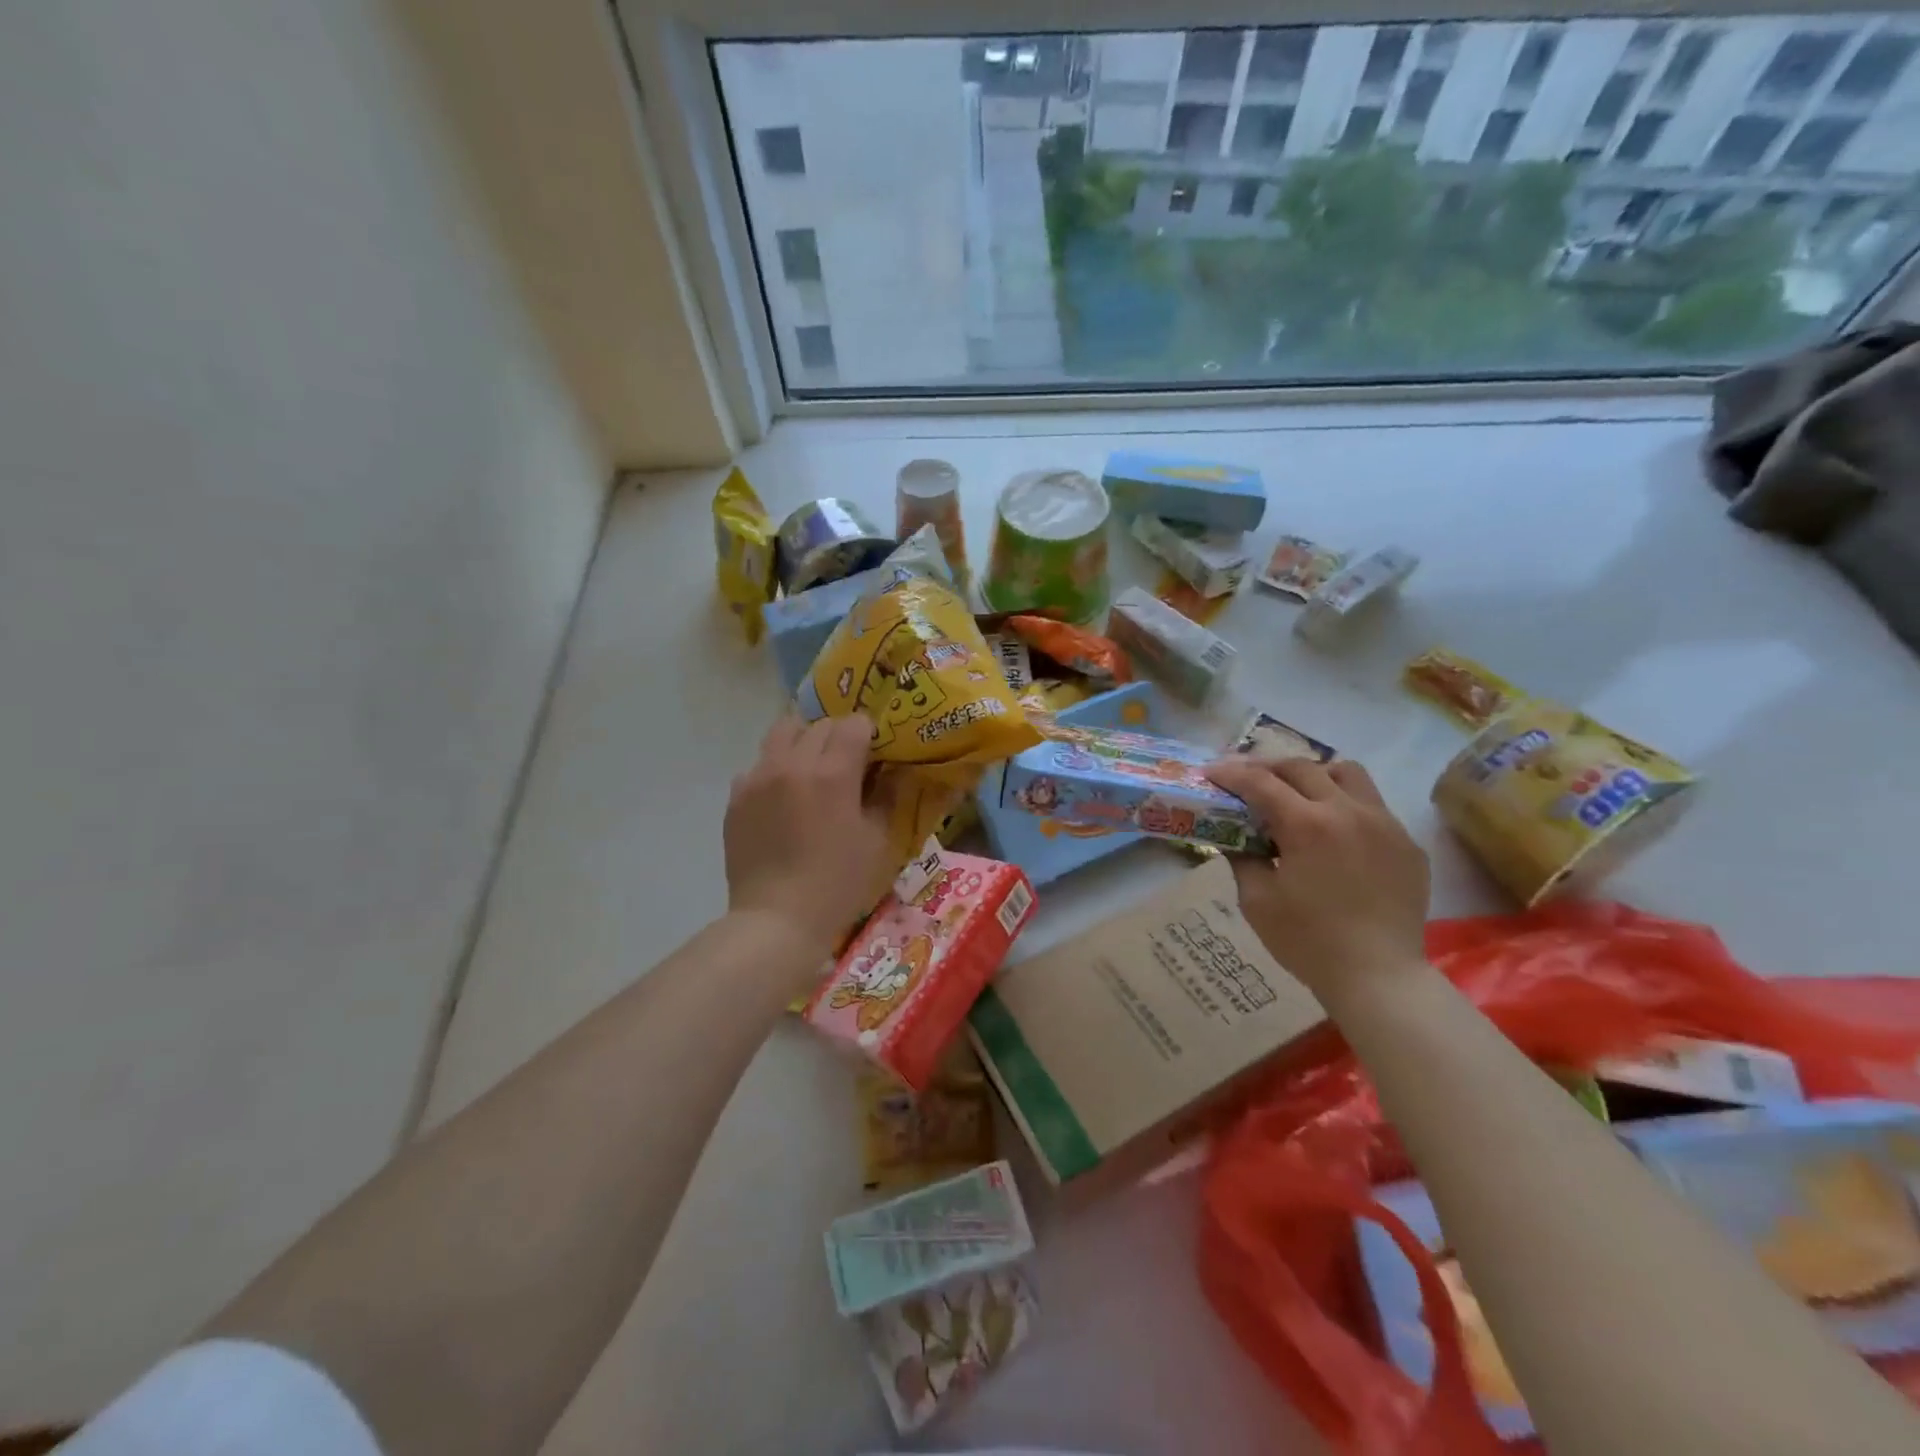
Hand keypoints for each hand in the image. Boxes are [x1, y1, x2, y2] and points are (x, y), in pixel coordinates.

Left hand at [724, 714, 894, 954]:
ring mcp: (758, 777)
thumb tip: (891, 771)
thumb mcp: (877, 841)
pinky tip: (783, 798)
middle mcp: (792, 764)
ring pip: (782, 732)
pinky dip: (775, 769)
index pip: (854, 724)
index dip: (869, 734)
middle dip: (838, 736)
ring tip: (811, 769)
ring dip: (803, 741)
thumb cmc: (838, 884)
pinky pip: (758, 764)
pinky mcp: (736, 796)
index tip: (874, 753)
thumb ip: (886, 797)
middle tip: (847, 763)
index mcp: (832, 774)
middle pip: (819, 724)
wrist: (777, 920)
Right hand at [1205, 756, 1430, 1001]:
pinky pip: (1373, 807)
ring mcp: (1384, 824)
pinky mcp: (1407, 844)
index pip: (1260, 782)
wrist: (1378, 977)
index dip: (1230, 773)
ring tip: (1298, 794)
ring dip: (1315, 775)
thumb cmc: (1307, 941)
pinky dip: (1345, 806)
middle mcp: (1348, 811)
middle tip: (1247, 780)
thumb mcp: (1256, 899)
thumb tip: (1236, 837)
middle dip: (1268, 767)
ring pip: (1347, 773)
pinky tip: (1334, 835)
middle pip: (1302, 767)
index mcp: (1307, 824)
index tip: (1211, 772)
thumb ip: (1243, 857)